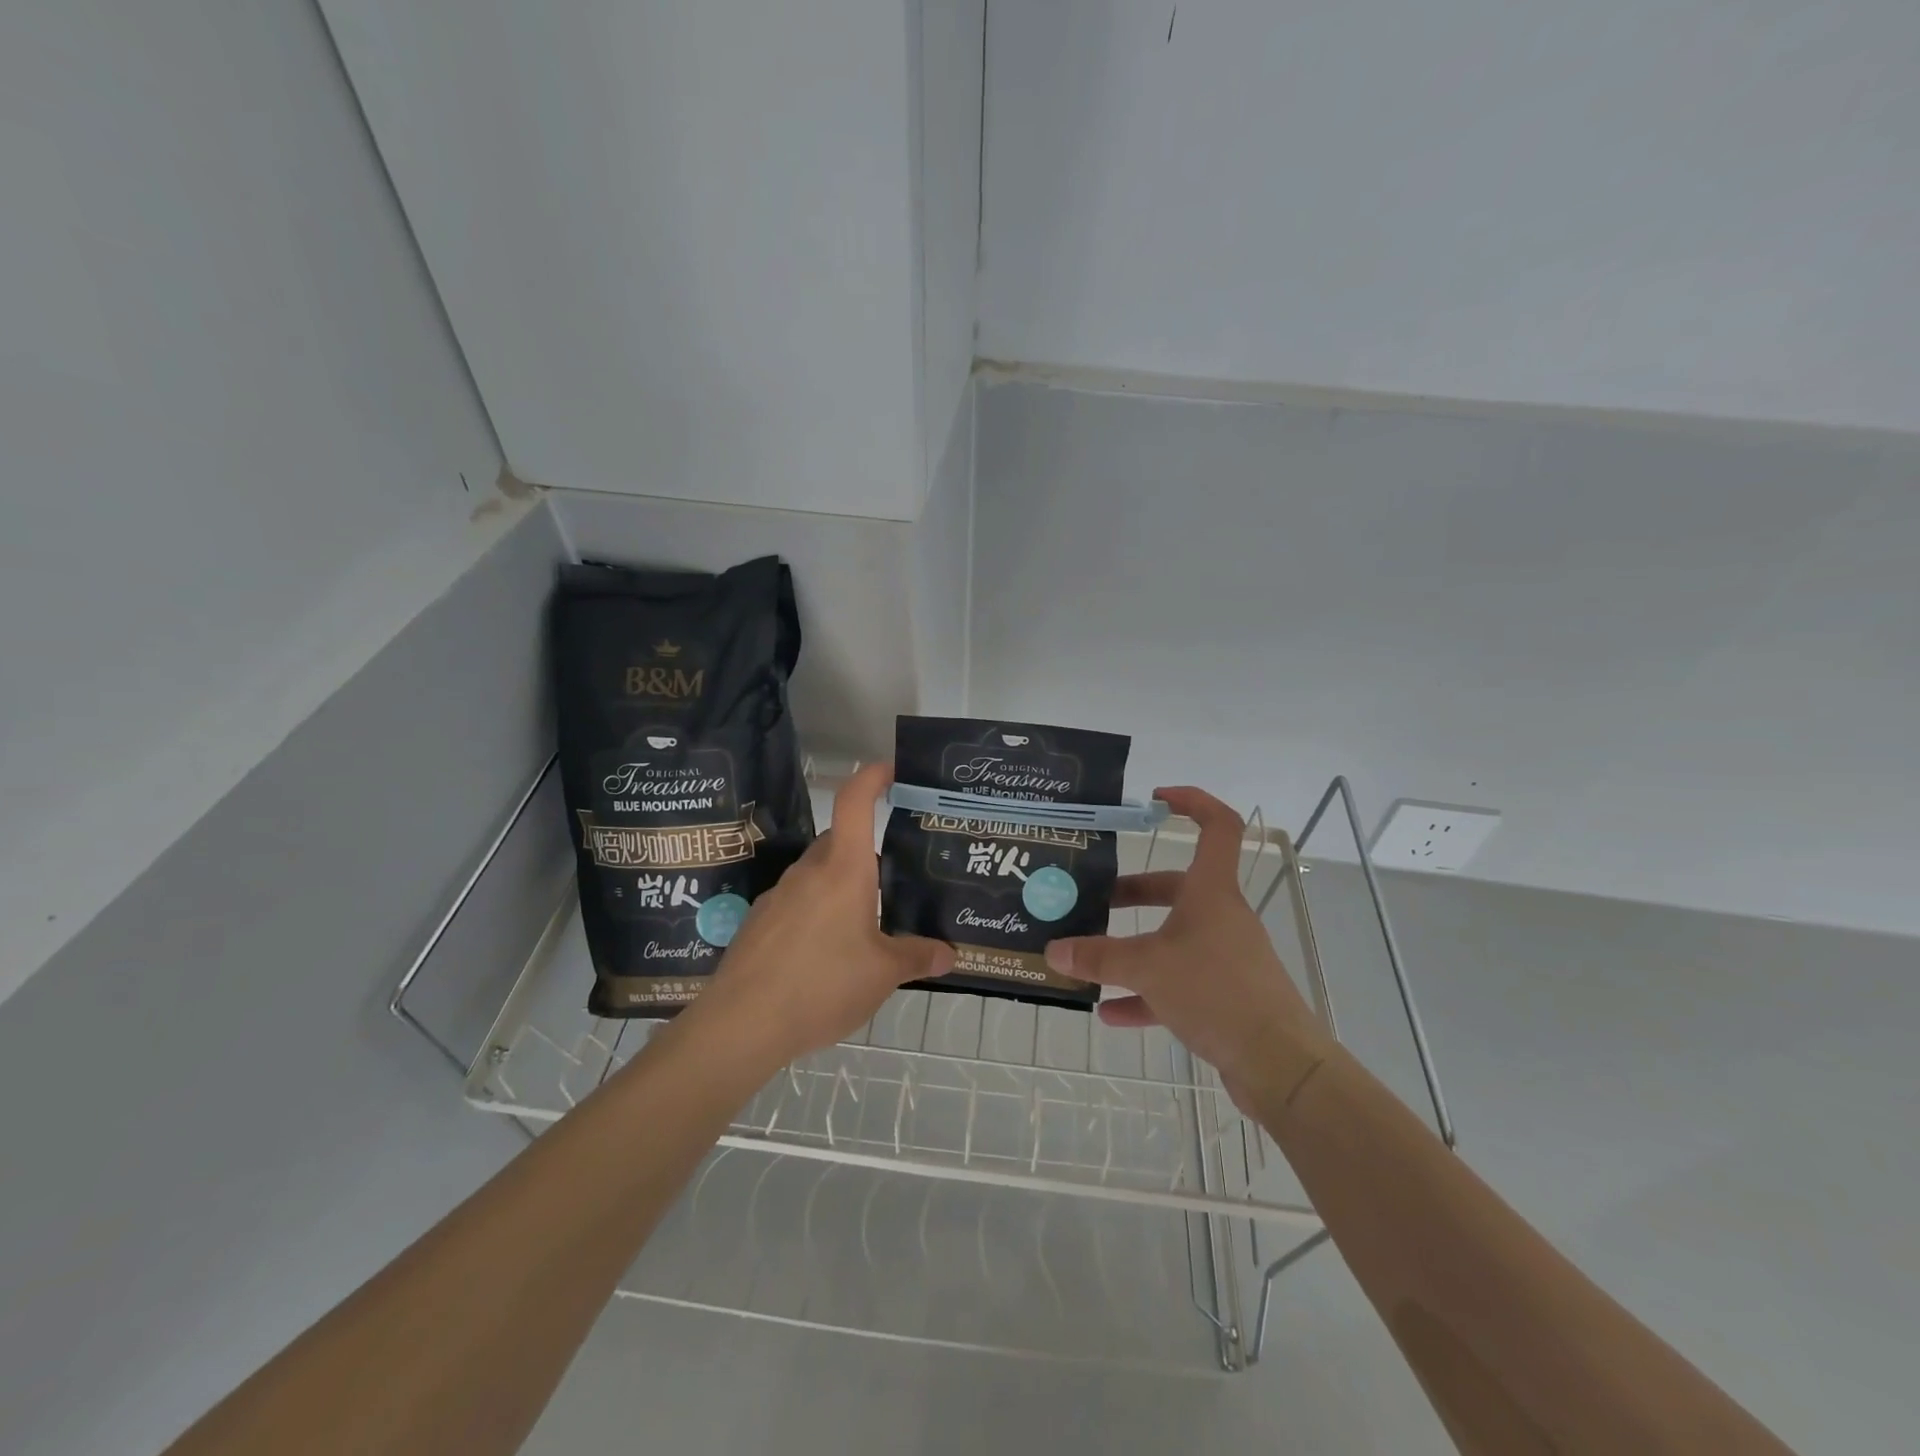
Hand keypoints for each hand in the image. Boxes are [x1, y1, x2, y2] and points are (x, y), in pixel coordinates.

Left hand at [686, 763, 953, 1069]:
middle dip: (867, 849)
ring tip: (867, 920)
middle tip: (895, 872)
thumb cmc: (822, 985)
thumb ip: (917, 957)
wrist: (742, 1023)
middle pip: (840, 840)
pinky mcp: (759, 922)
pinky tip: (826, 951)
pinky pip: (797, 902)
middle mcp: (810, 870)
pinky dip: (817, 911)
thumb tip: (949, 954)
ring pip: (818, 872)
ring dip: (842, 884)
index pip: (855, 802)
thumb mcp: (883, 974)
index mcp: (844, 869)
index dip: (872, 777)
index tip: (891, 770)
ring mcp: (779, 894)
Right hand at [1042, 786, 1327, 1097]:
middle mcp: (1220, 916)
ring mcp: (1223, 957)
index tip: (1156, 800)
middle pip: (1176, 887)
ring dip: (1133, 946)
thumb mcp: (1148, 968)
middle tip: (1094, 898)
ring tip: (1090, 955)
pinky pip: (1176, 985)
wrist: (1279, 1064)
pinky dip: (1144, 993)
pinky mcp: (1223, 996)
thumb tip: (1052, 951)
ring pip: (1172, 938)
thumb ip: (1098, 957)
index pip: (1217, 826)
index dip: (1192, 802)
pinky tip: (1110, 1013)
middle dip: (1133, 892)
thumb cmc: (1216, 991)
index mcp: (1211, 891)